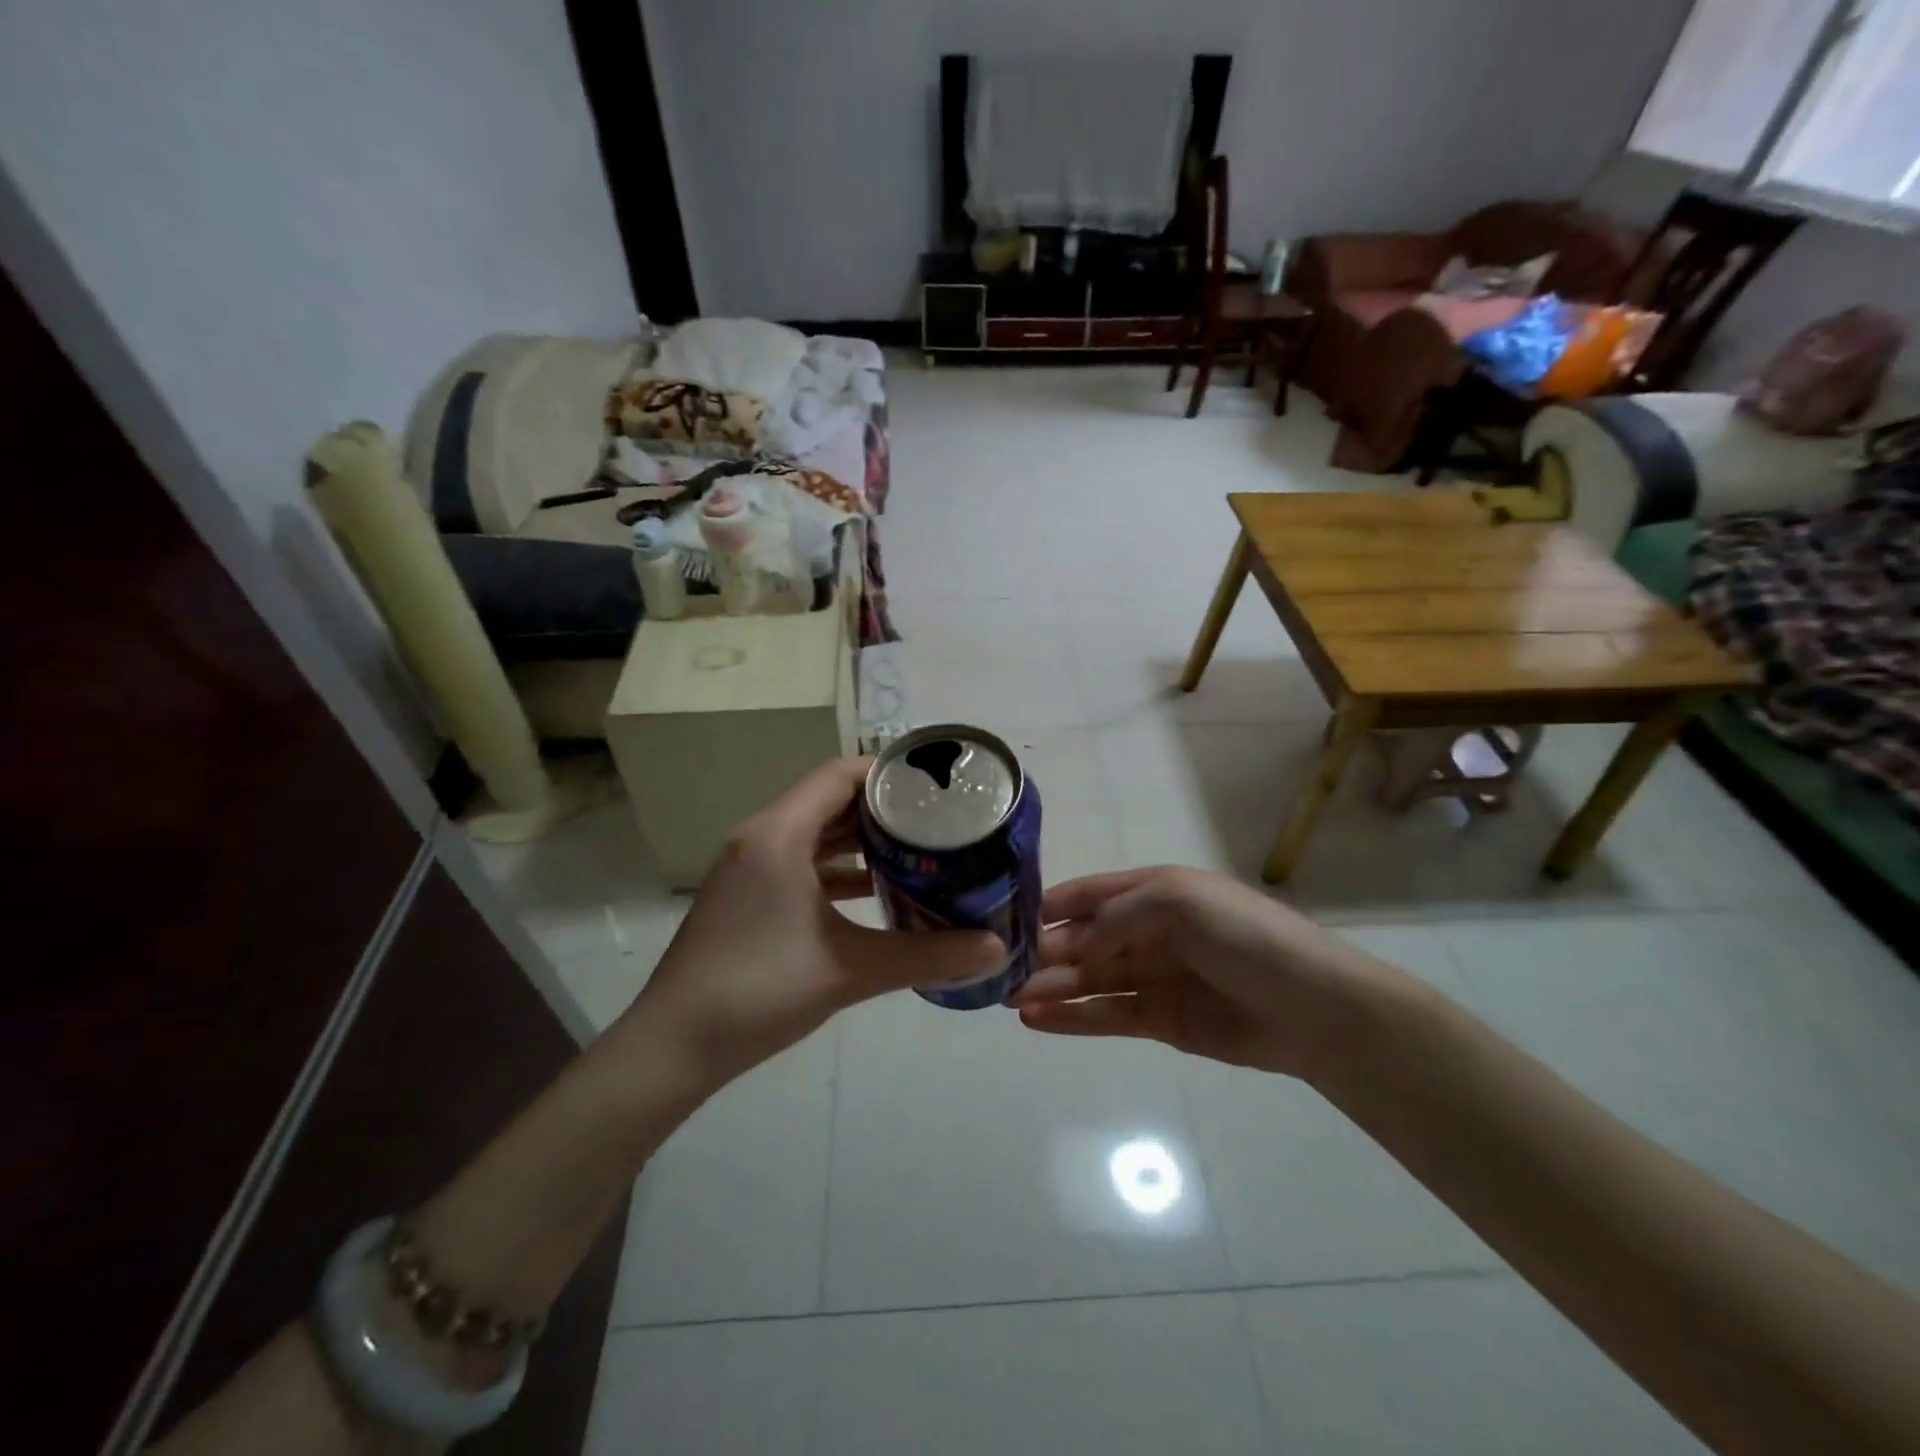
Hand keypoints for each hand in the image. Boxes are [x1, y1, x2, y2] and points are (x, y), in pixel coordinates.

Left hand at [629, 757, 1004, 1079]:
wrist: (674, 1046)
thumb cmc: (761, 991)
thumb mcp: (852, 970)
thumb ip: (927, 955)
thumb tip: (995, 948)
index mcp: (780, 835)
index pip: (838, 775)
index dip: (887, 773)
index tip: (934, 786)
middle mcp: (761, 837)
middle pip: (828, 799)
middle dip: (882, 807)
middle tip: (936, 818)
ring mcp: (749, 866)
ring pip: (814, 832)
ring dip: (860, 839)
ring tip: (915, 849)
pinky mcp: (746, 894)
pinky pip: (799, 861)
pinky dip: (836, 867)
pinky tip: (874, 890)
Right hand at [1013, 866, 1404, 1079]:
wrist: (1313, 1007)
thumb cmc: (1245, 938)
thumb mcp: (1181, 902)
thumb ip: (1120, 915)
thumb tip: (1073, 940)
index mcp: (1156, 892)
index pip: (1092, 895)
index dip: (1054, 905)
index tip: (1011, 920)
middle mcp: (1149, 931)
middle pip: (1086, 941)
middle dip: (1047, 954)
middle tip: (1003, 972)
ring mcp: (1154, 978)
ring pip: (1091, 980)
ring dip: (1053, 988)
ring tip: (1012, 1000)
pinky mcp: (1160, 1020)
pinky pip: (1107, 1015)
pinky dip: (1074, 1018)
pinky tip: (1039, 1021)